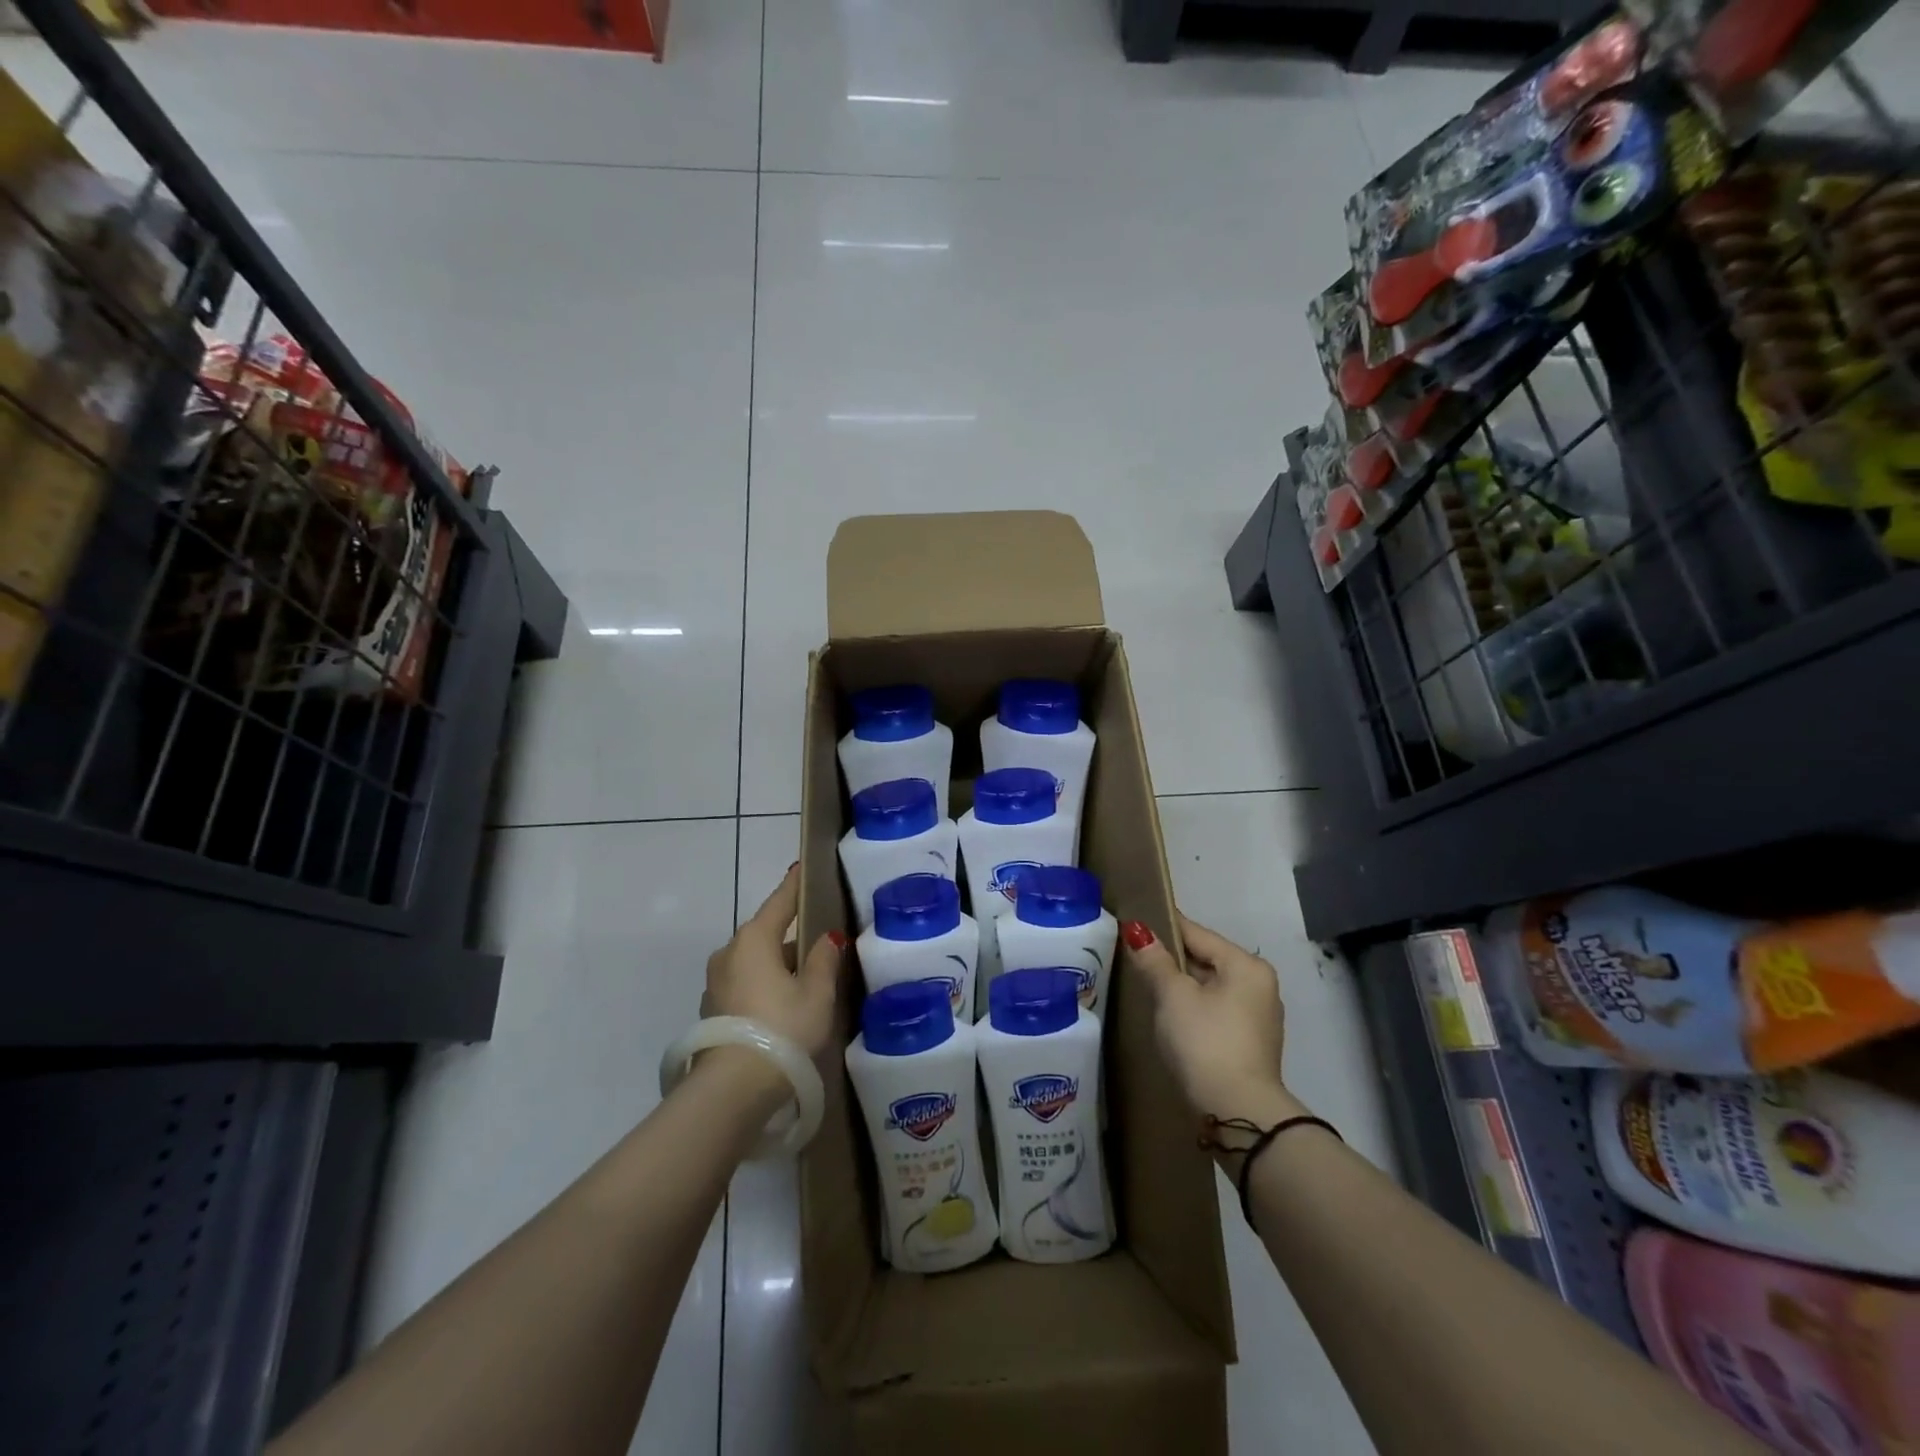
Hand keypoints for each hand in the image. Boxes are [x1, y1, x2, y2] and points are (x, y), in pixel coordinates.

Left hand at [703, 863, 844, 1067]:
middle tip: (821, 936)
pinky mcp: (714, 1009)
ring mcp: (717, 982)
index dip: (795, 884)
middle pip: (766, 932)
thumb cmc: (783, 1028)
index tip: (804, 867)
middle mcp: (730, 952)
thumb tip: (828, 938)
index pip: (780, 901)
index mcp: (754, 938)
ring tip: (809, 975)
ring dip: (778, 963)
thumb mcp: (817, 993)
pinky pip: (746, 982)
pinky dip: (765, 983)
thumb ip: (825, 960)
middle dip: (791, 933)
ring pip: (755, 960)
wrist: (734, 1089)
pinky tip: (786, 1001)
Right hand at [1121, 914, 1302, 1134]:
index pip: (1197, 933)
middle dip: (1172, 960)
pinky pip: (1216, 1012)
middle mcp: (1260, 986)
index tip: (1134, 922)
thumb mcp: (1172, 996)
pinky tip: (1171, 1018)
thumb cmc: (1205, 1042)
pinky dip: (1194, 1009)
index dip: (1164, 927)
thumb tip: (1137, 930)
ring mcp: (1258, 1018)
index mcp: (1246, 965)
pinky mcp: (1251, 1045)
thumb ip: (1154, 961)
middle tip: (1134, 958)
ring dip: (1182, 986)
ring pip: (1211, 988)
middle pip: (1206, 960)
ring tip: (1147, 987)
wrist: (1237, 1115)